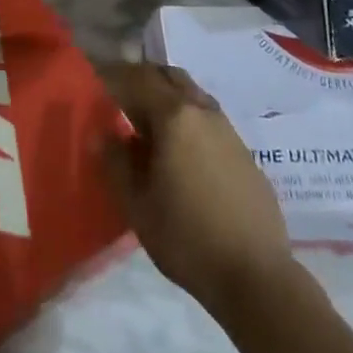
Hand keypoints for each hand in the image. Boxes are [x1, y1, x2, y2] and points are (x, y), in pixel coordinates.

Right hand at [99, 62, 294, 315]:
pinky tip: (180, 152)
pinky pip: (209, 120)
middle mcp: (202, 112)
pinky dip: (188, 120)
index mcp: (174, 117)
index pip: (138, 78)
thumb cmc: (187, 238)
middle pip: (169, 76)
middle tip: (121, 97)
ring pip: (192, 95)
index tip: (96, 80)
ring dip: (168, 97)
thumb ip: (115, 163)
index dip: (114, 75)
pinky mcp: (244, 153)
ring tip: (148, 125)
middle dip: (143, 78)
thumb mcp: (137, 205)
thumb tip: (102, 134)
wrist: (257, 277)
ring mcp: (228, 130)